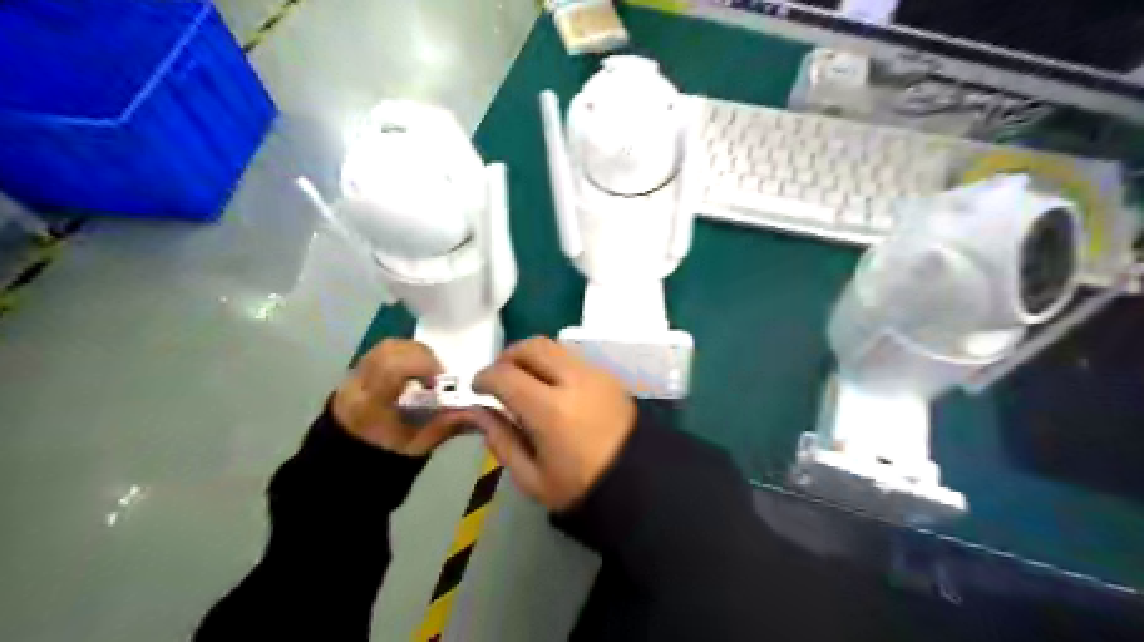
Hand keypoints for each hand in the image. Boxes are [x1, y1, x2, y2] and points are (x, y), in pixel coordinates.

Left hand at [332, 341, 473, 455]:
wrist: (345, 463)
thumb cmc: (384, 457)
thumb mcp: (418, 447)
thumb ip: (445, 426)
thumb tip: (478, 411)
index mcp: (369, 404)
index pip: (392, 366)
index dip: (421, 364)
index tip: (440, 379)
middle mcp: (358, 383)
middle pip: (390, 350)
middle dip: (421, 355)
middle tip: (439, 374)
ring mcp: (354, 374)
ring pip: (387, 346)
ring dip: (414, 352)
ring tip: (428, 371)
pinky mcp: (358, 370)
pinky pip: (384, 350)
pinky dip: (405, 354)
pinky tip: (415, 372)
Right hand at [472, 337, 638, 510]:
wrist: (638, 482)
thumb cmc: (580, 487)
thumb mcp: (531, 478)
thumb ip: (500, 440)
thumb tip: (479, 412)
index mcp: (551, 411)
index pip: (506, 375)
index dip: (484, 377)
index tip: (477, 388)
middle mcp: (574, 381)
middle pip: (531, 346)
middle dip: (507, 356)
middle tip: (498, 377)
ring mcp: (595, 374)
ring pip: (553, 346)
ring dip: (530, 356)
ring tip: (523, 380)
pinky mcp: (608, 375)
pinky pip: (572, 357)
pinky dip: (552, 363)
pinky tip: (550, 387)